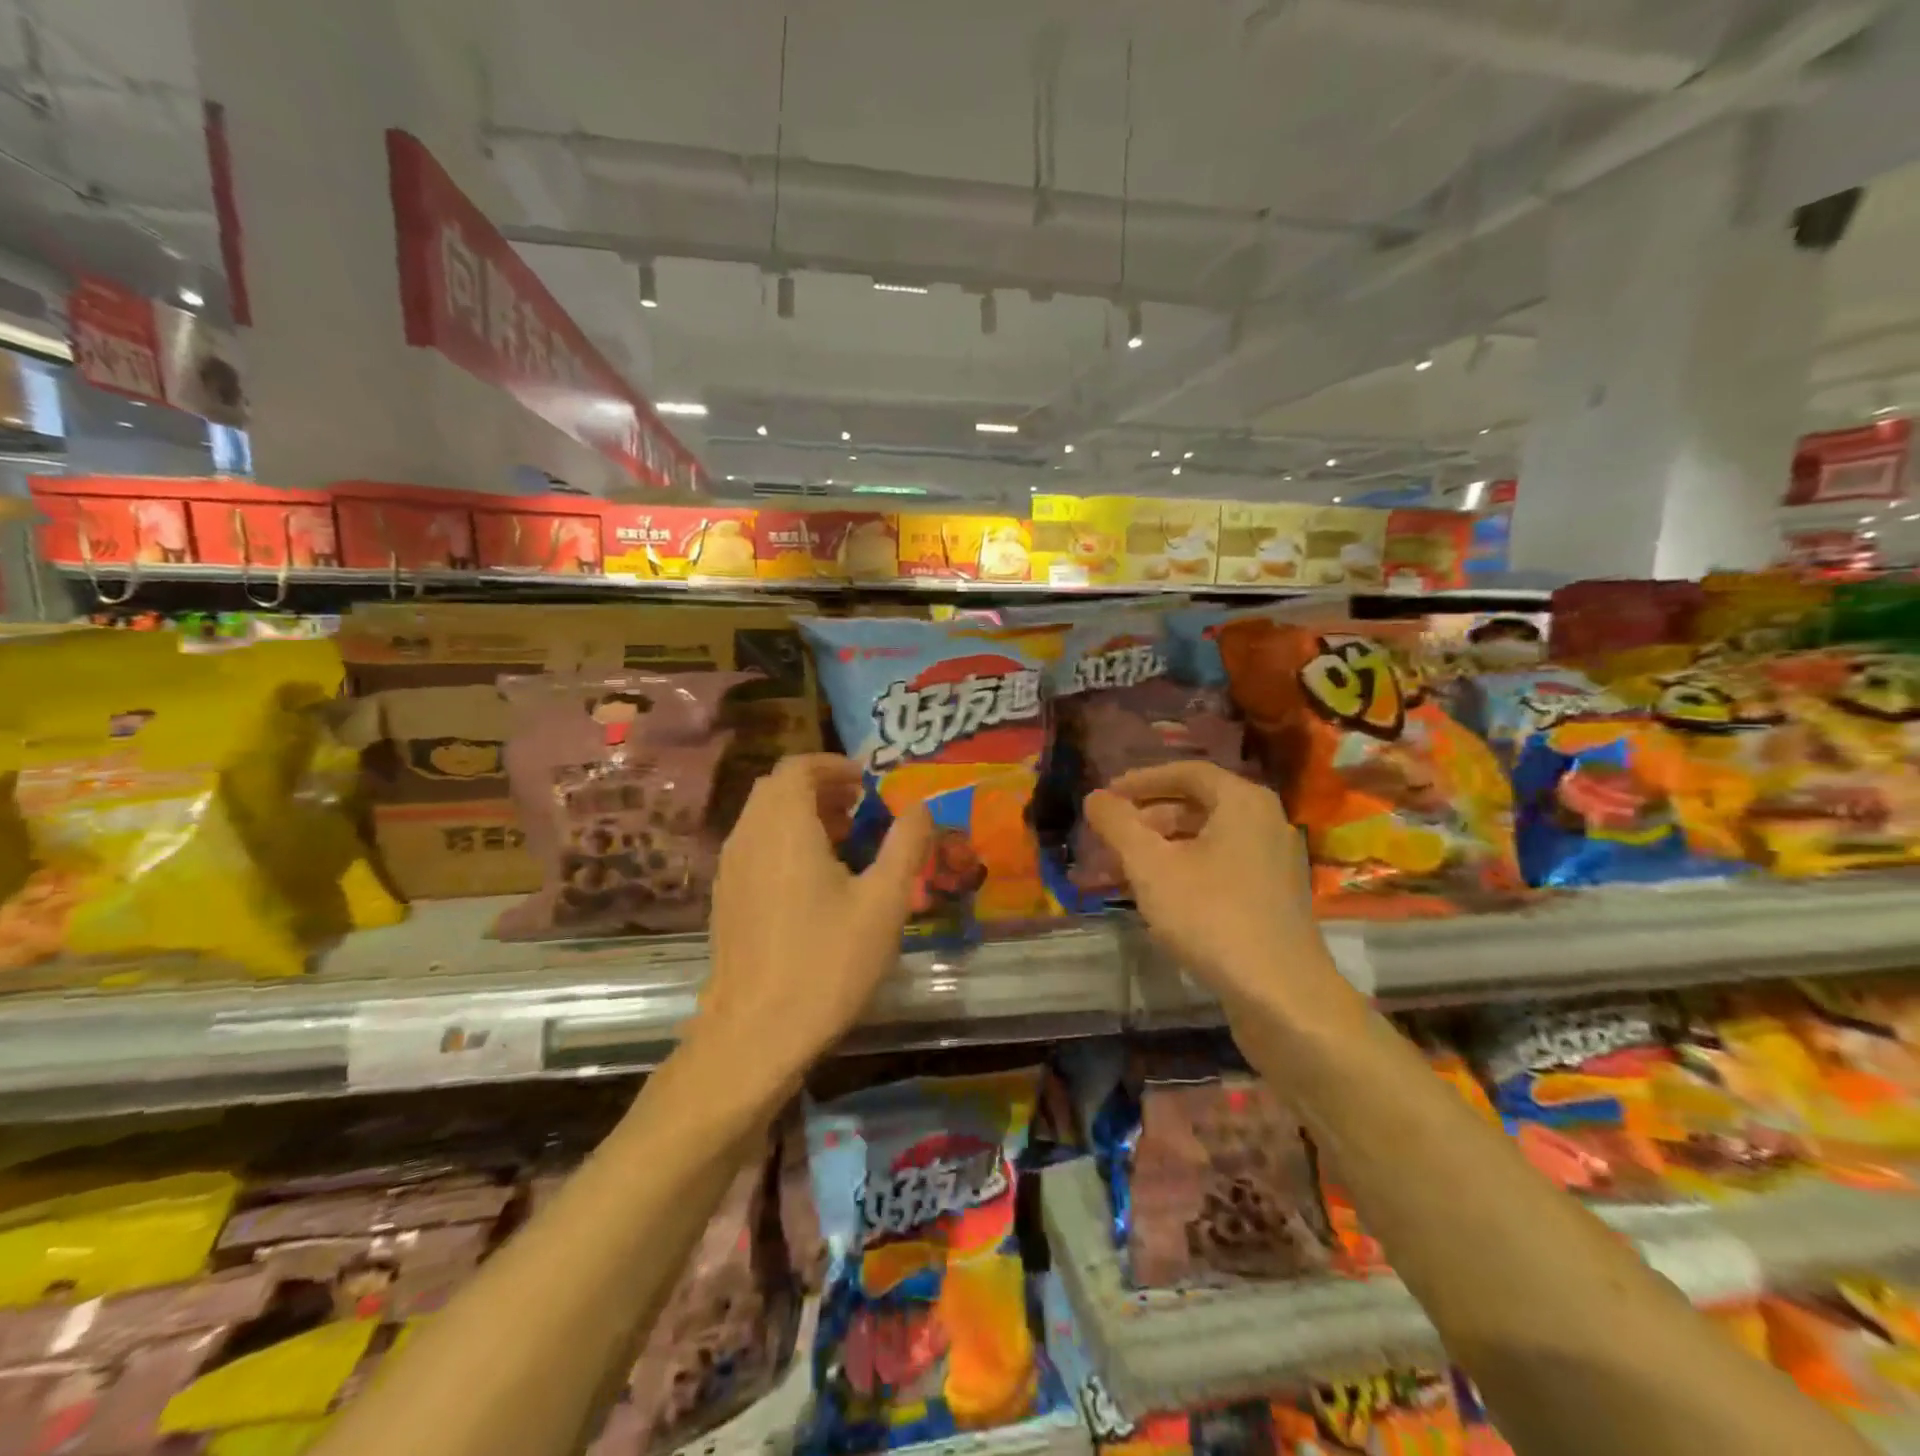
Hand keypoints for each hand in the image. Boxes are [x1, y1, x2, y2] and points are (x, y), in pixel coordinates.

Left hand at [689, 754, 932, 1096]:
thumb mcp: (884, 902)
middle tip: (860, 808)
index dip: (834, 765)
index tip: (867, 782)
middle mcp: (749, 837)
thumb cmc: (826, 962)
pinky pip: (754, 846)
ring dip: (801, 814)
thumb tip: (922, 806)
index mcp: (785, 827)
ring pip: (763, 817)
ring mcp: (730, 869)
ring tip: (844, 842)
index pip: (798, 767)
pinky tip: (813, 882)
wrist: (754, 1035)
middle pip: (777, 788)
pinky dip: (783, 841)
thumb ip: (906, 845)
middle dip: (820, 787)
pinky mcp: (725, 899)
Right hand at [1083, 762, 1346, 1019]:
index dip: (1141, 781)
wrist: (1282, 994)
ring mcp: (1274, 861)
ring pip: (1208, 839)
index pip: (1187, 772)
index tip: (1107, 796)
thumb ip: (1118, 824)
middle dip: (1148, 818)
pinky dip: (1187, 869)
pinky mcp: (1274, 897)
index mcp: (1243, 802)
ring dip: (1163, 847)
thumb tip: (1094, 797)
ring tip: (1124, 868)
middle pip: (1198, 805)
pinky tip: (1159, 896)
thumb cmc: (1211, 916)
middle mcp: (1265, 822)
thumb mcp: (1151, 866)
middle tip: (1111, 835)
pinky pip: (1222, 865)